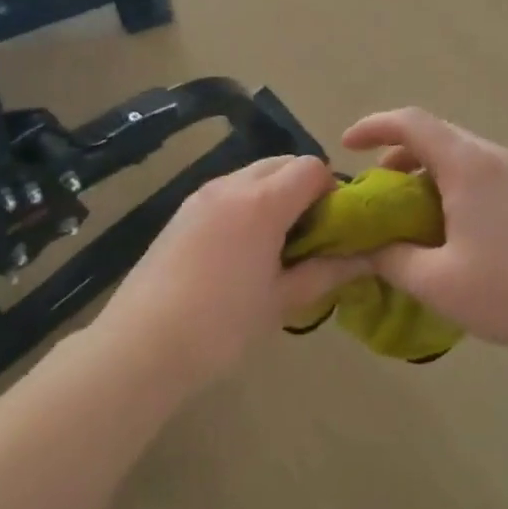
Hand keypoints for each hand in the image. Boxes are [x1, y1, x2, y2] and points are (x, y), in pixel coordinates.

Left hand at [96, 155, 368, 383]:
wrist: (141, 345)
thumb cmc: (221, 325)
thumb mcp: (282, 300)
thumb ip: (327, 271)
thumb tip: (367, 259)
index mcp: (262, 202)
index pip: (311, 167)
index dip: (331, 191)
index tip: (334, 227)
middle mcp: (232, 185)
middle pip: (282, 163)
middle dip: (304, 188)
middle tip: (309, 234)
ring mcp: (202, 195)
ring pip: (253, 174)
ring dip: (275, 194)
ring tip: (275, 244)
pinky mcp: (182, 211)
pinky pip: (228, 191)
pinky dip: (247, 204)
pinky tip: (242, 249)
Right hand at [342, 108, 507, 360]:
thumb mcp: (437, 283)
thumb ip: (392, 260)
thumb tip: (367, 249)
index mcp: (467, 165)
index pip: (411, 122)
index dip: (373, 126)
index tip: (346, 146)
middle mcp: (492, 157)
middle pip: (435, 135)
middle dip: (396, 154)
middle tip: (373, 191)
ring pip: (457, 155)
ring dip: (424, 173)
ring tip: (404, 214)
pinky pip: (477, 174)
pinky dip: (448, 187)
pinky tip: (444, 229)